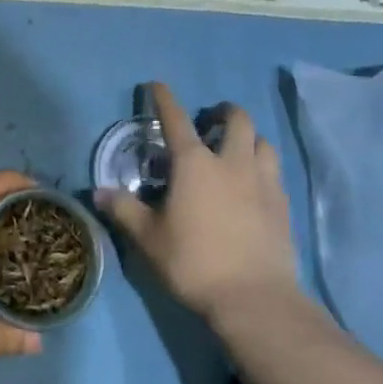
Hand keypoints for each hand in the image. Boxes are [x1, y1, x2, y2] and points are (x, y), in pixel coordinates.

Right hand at [95, 83, 302, 322]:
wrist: (254, 298)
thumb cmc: (194, 262)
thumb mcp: (149, 238)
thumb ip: (124, 210)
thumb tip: (99, 192)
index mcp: (195, 163)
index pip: (176, 119)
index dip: (165, 98)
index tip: (157, 85)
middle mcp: (232, 162)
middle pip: (237, 119)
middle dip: (222, 112)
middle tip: (209, 124)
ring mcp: (263, 181)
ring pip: (263, 142)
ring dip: (248, 138)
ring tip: (236, 151)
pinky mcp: (283, 205)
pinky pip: (275, 172)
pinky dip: (263, 167)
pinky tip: (254, 186)